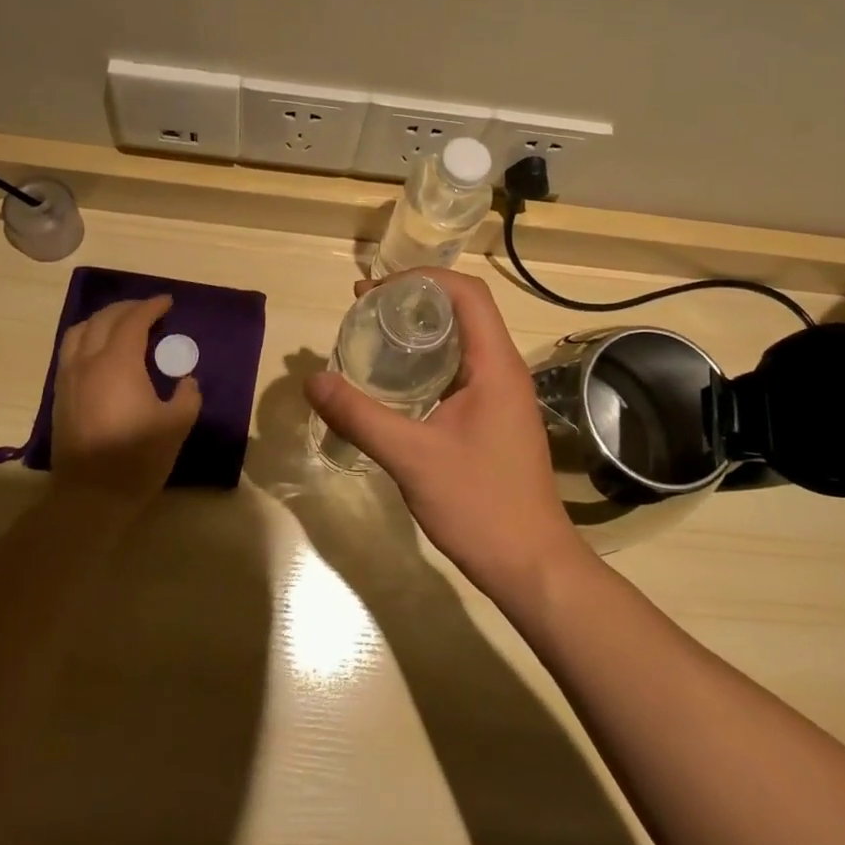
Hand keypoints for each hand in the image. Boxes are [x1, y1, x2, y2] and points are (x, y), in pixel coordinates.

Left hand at [51, 295, 200, 513]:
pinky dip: (87, 338)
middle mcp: (88, 362)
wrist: (91, 496)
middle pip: (104, 320)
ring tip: (121, 324)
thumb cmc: (138, 458)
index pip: (134, 321)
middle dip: (128, 308)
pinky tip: (100, 351)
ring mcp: (69, 378)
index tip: (167, 302)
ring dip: (102, 320)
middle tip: (148, 309)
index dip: (151, 307)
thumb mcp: (177, 425)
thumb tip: (186, 380)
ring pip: (79, 331)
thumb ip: (187, 395)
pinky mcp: (61, 395)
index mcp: (118, 363)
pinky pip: (70, 351)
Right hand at [303, 269, 587, 603]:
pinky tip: (395, 382)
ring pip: (461, 341)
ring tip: (373, 336)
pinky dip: (427, 362)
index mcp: (495, 364)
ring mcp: (502, 395)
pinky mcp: (494, 417)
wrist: (532, 565)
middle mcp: (503, 369)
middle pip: (462, 310)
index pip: (467, 293)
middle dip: (412, 300)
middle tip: (363, 309)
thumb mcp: (412, 458)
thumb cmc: (479, 505)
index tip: (375, 290)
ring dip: (420, 331)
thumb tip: (313, 381)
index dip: (421, 279)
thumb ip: (360, 416)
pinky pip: (460, 370)